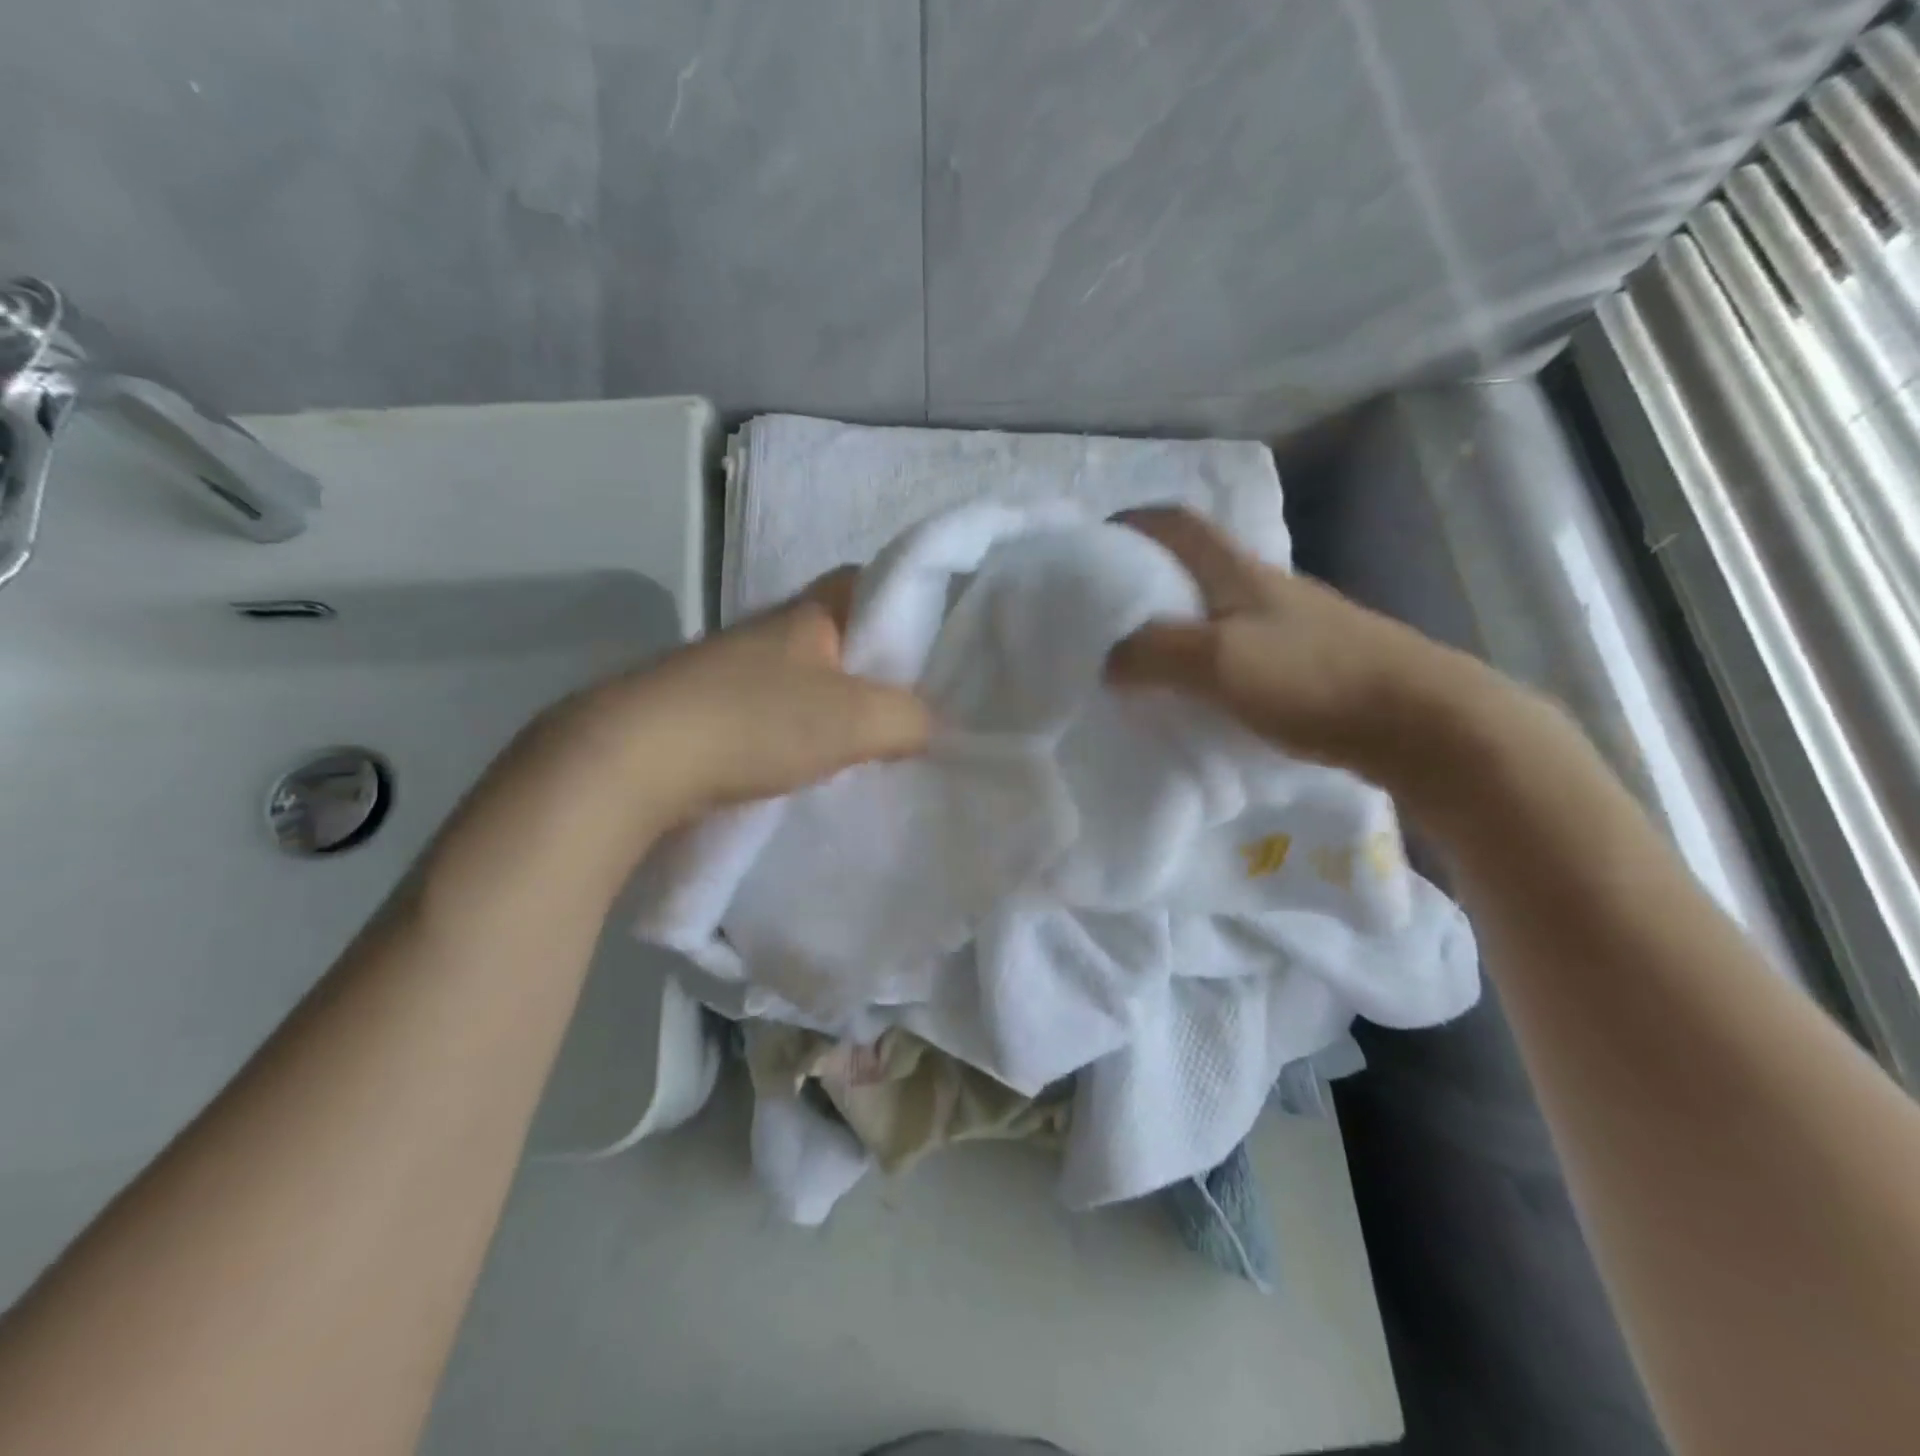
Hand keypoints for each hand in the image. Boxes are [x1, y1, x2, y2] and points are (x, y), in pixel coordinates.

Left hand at [540, 569, 932, 821]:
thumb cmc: (755, 721)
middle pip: (841, 636)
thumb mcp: (855, 719)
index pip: (868, 581)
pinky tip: (816, 764)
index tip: (934, 644)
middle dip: (877, 667)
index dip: (906, 601)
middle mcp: (770, 633)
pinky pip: (777, 713)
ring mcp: (735, 672)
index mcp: (808, 614)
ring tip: (872, 743)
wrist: (634, 760)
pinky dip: (803, 733)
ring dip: (839, 706)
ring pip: (808, 678)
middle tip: (913, 705)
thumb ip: (909, 717)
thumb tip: (930, 726)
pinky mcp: (710, 711)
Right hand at [1105, 506, 1497, 794]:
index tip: (1098, 542)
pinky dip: (1205, 660)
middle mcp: (1263, 587)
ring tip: (1141, 658)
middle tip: (1106, 614)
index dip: (1136, 523)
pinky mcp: (1306, 662)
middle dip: (1148, 578)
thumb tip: (1108, 661)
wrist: (1416, 721)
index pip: (1178, 524)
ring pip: (1216, 610)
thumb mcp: (1217, 660)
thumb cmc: (1311, 677)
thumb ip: (1154, 653)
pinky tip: (1196, 693)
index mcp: (1238, 571)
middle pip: (1195, 565)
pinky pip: (1237, 648)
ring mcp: (1290, 624)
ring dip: (1177, 624)